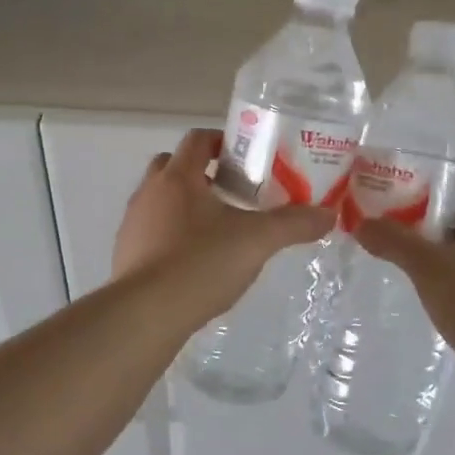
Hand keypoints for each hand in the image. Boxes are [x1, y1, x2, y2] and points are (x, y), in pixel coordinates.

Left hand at [112, 129, 334, 318]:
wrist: (146, 314)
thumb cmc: (200, 263)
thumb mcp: (257, 242)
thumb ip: (293, 225)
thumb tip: (328, 214)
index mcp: (178, 177)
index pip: (197, 139)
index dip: (222, 141)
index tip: (248, 158)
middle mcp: (149, 192)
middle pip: (173, 165)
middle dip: (202, 172)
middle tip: (234, 191)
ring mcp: (133, 223)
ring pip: (160, 199)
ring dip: (185, 205)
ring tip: (218, 229)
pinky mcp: (125, 254)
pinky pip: (151, 231)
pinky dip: (171, 235)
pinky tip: (194, 261)